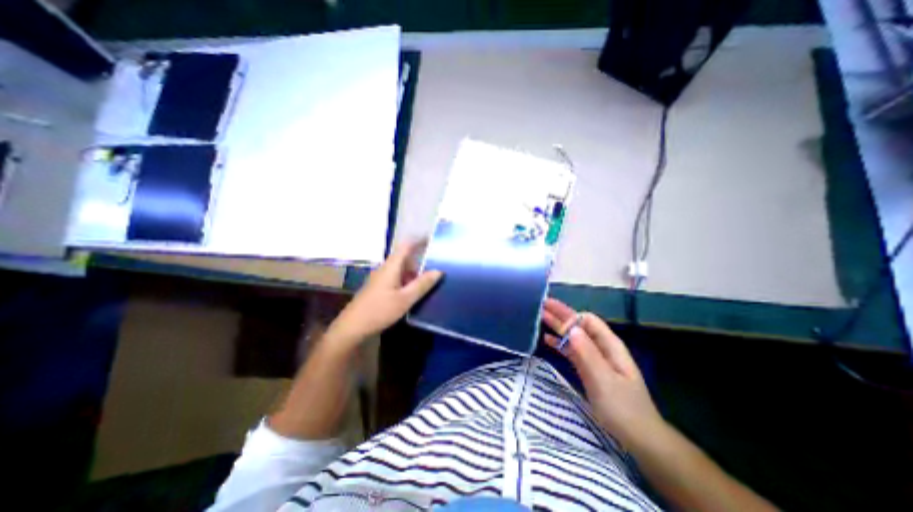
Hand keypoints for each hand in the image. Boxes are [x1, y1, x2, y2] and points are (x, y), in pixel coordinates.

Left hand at [327, 239, 443, 347]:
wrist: (352, 327)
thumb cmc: (380, 310)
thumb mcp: (405, 299)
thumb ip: (422, 284)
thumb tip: (439, 271)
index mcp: (391, 266)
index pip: (406, 246)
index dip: (419, 241)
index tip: (433, 240)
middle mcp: (385, 269)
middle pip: (405, 258)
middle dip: (420, 260)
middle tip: (437, 265)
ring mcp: (381, 278)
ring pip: (401, 269)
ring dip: (415, 272)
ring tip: (430, 280)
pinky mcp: (379, 288)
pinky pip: (397, 278)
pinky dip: (408, 281)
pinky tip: (415, 292)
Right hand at [541, 297, 664, 448]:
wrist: (639, 438)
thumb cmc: (623, 408)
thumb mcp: (604, 380)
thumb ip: (588, 353)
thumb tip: (571, 328)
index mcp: (609, 345)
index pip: (587, 320)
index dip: (569, 314)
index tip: (550, 311)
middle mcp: (602, 347)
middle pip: (579, 326)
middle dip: (560, 315)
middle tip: (540, 306)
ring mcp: (596, 358)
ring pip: (574, 337)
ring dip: (558, 327)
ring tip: (540, 319)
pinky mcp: (590, 369)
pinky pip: (572, 351)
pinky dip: (560, 344)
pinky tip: (547, 340)